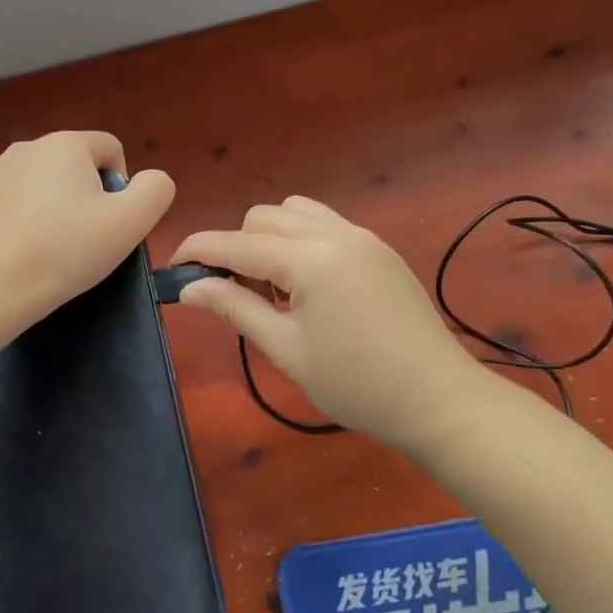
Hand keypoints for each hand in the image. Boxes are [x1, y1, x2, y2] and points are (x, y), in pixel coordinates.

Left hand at [0, 131, 175, 334]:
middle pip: (74, 166)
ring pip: (39, 184)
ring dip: (52, 207)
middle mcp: (25, 147)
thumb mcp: (131, 222)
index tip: (112, 223)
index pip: (110, 149)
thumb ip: (155, 190)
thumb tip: (148, 180)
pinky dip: (19, 220)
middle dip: (85, 196)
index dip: (121, 186)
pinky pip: (8, 202)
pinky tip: (19, 251)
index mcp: (65, 144)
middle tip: (84, 240)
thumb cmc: (67, 250)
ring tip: (50, 249)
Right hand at [172, 196, 488, 448]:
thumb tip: (189, 287)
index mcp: (309, 259)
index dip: (198, 251)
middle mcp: (334, 233)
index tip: (172, 266)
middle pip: (262, 217)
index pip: (236, 243)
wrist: (441, 401)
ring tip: (273, 287)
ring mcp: (361, 236)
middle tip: (233, 294)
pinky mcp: (378, 247)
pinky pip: (324, 223)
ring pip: (294, 211)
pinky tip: (306, 283)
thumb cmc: (357, 384)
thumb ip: (235, 308)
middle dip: (236, 246)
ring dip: (268, 237)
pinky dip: (299, 238)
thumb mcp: (287, 349)